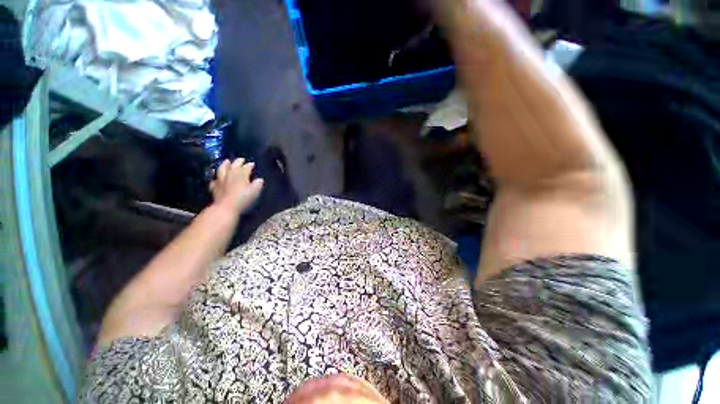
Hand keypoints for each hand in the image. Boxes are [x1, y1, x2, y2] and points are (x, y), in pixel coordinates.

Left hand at [210, 158, 263, 214]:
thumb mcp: (255, 191)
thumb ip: (258, 184)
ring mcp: (221, 180)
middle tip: (241, 159)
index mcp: (241, 174)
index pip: (246, 167)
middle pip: (234, 165)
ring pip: (222, 169)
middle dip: (238, 161)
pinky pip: (215, 180)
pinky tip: (217, 178)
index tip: (253, 164)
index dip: (250, 165)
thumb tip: (259, 179)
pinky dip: (217, 177)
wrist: (226, 207)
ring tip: (227, 161)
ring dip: (225, 164)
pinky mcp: (214, 187)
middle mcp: (230, 174)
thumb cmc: (243, 198)